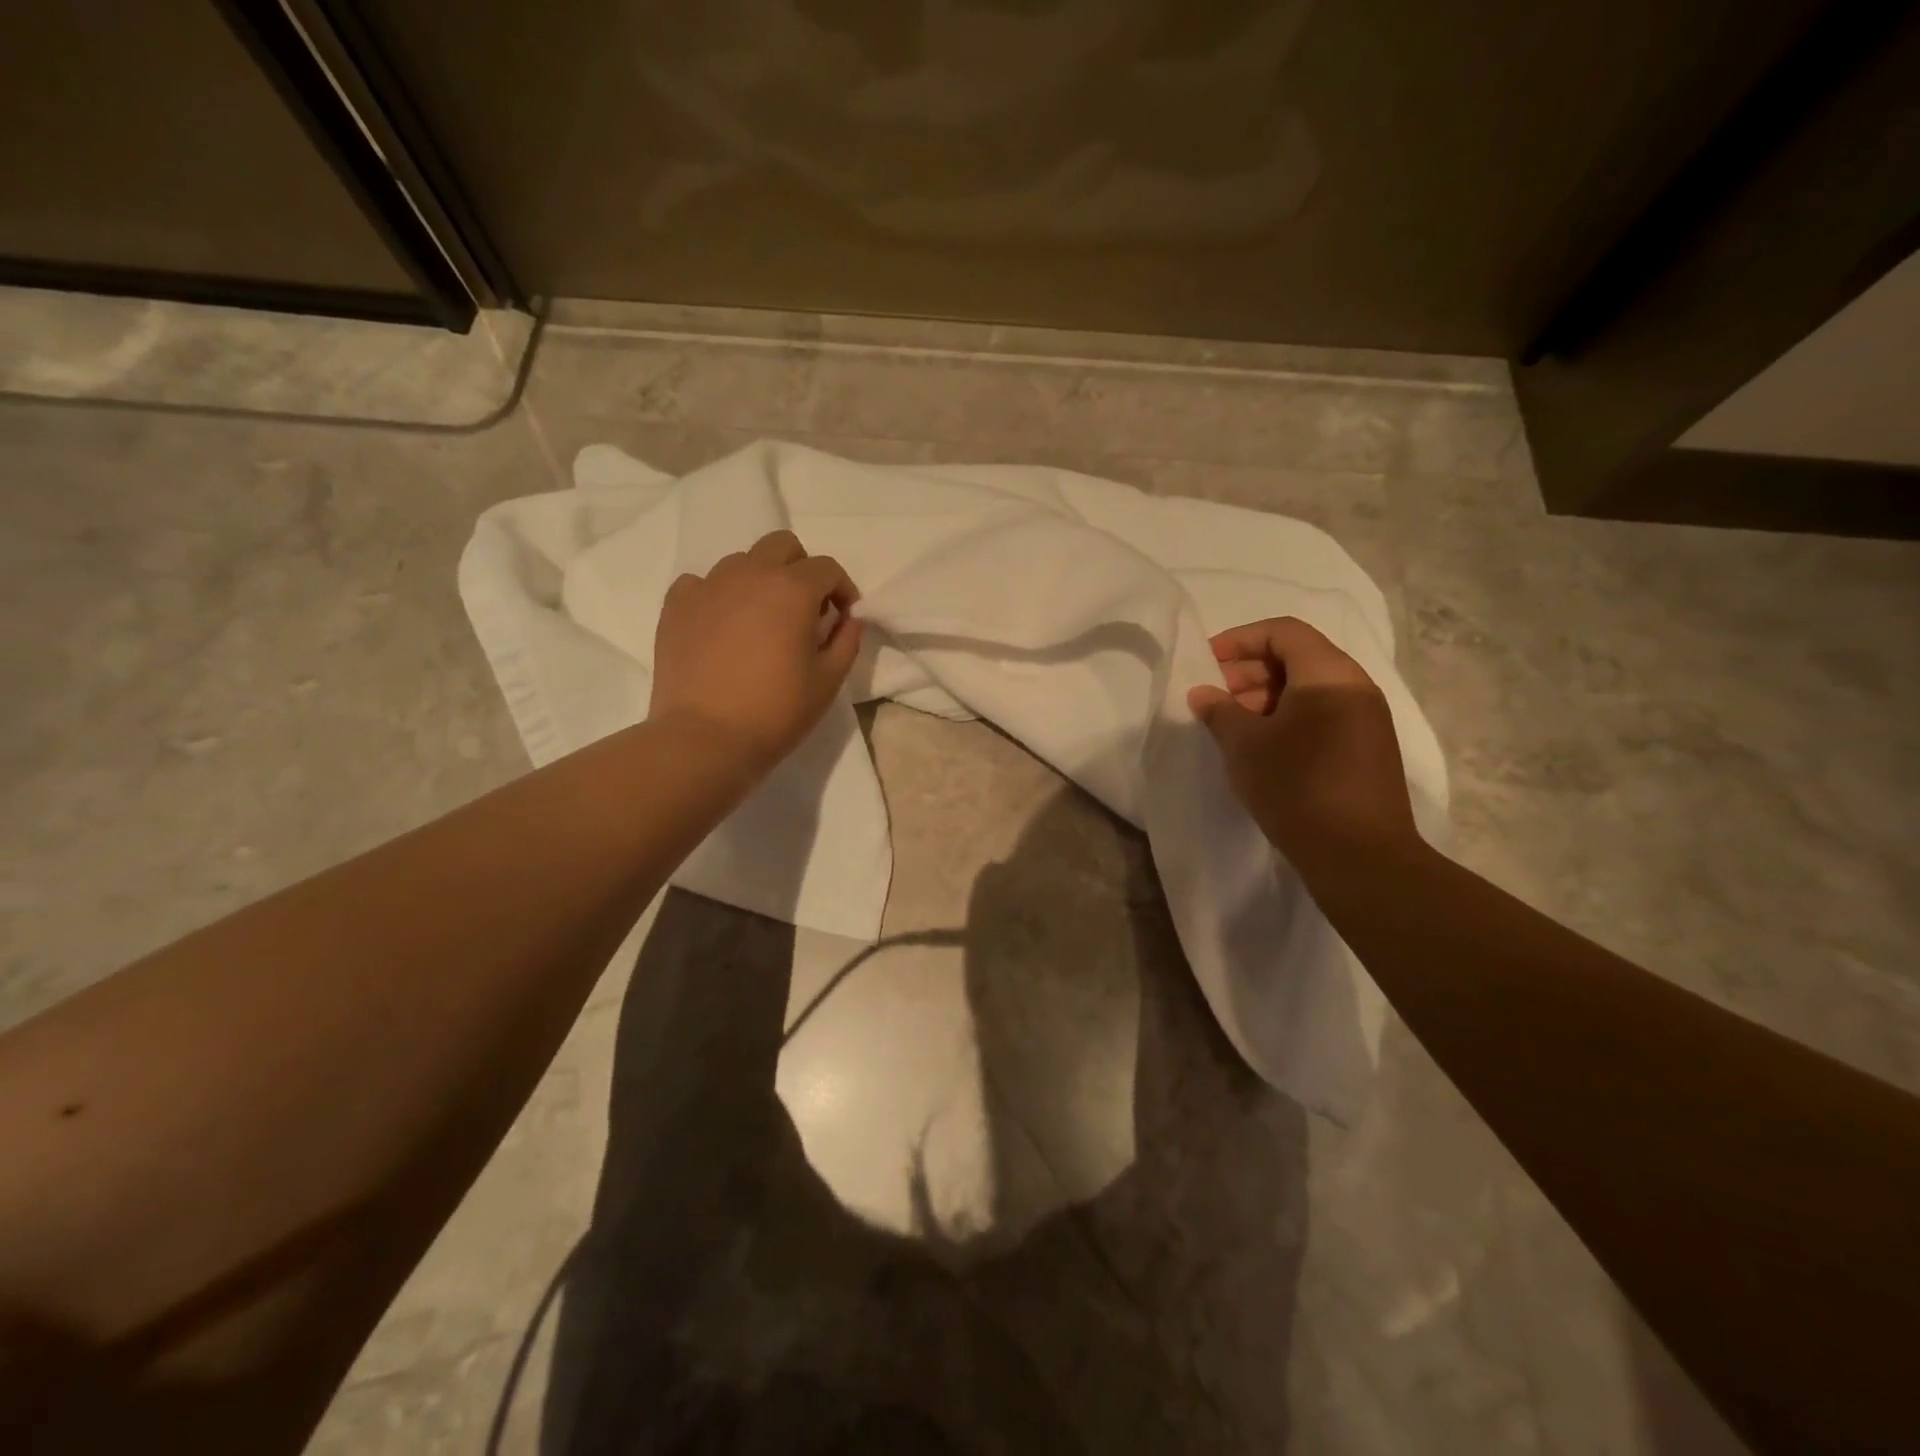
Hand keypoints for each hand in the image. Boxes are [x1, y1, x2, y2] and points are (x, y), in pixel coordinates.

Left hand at [650, 530, 863, 776]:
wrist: (705, 739)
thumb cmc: (776, 712)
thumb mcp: (828, 681)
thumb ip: (846, 641)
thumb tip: (849, 618)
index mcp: (792, 589)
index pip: (827, 568)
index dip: (842, 589)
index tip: (843, 617)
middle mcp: (749, 574)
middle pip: (782, 546)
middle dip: (801, 569)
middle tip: (804, 609)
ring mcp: (708, 586)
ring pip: (742, 562)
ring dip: (760, 581)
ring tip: (761, 621)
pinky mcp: (676, 606)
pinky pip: (702, 584)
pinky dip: (719, 596)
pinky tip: (722, 627)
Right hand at [1187, 617, 1417, 870]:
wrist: (1360, 855)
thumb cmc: (1296, 787)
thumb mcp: (1245, 746)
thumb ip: (1219, 711)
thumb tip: (1203, 693)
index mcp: (1330, 674)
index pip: (1284, 632)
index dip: (1240, 640)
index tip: (1208, 663)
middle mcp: (1356, 687)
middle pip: (1299, 657)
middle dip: (1251, 670)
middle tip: (1217, 697)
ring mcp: (1367, 719)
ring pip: (1311, 688)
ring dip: (1267, 696)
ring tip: (1234, 725)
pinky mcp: (1367, 749)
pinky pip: (1324, 714)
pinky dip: (1289, 717)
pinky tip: (1263, 747)